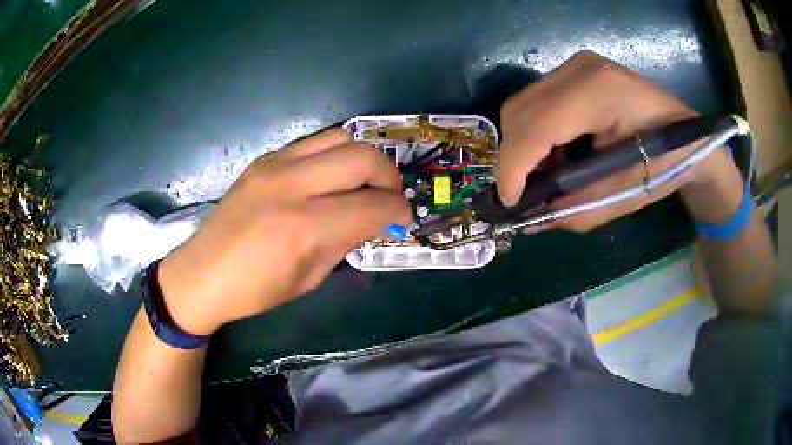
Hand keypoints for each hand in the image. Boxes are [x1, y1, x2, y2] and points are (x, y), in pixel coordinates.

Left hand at [157, 129, 411, 334]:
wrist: (202, 273)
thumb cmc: (255, 290)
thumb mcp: (309, 277)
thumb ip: (345, 241)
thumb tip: (373, 219)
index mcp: (303, 227)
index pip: (373, 205)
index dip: (398, 211)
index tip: (402, 219)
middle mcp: (291, 185)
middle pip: (364, 157)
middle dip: (389, 177)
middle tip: (388, 198)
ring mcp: (275, 165)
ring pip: (341, 138)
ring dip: (364, 159)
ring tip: (363, 183)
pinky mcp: (265, 158)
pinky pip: (314, 143)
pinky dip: (334, 156)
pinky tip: (330, 178)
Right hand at [497, 51, 728, 232]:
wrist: (690, 137)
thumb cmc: (666, 166)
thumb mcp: (623, 196)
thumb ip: (574, 209)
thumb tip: (530, 222)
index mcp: (599, 93)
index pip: (536, 126)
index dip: (514, 167)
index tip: (510, 203)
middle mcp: (580, 68)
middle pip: (519, 110)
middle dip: (514, 158)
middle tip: (526, 193)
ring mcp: (577, 65)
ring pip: (523, 105)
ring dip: (525, 145)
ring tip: (545, 176)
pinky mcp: (576, 71)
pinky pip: (538, 102)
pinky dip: (537, 133)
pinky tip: (557, 154)